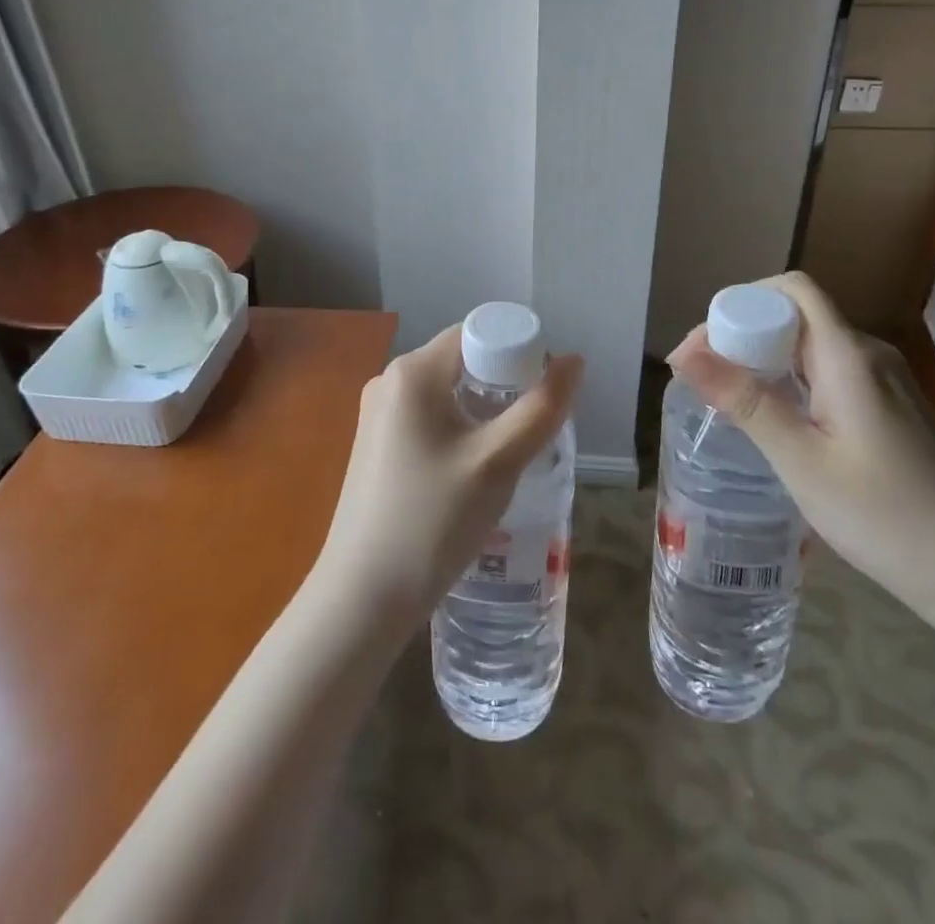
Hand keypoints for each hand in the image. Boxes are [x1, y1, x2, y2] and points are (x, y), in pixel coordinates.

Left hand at [312, 325, 583, 641]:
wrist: (361, 599)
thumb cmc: (432, 522)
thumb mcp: (497, 463)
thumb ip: (541, 408)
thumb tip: (574, 360)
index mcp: (413, 371)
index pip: (478, 334)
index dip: (519, 353)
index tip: (544, 397)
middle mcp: (390, 381)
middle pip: (464, 361)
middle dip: (505, 386)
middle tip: (532, 431)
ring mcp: (378, 414)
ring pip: (449, 393)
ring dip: (485, 412)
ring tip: (509, 455)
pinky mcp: (376, 444)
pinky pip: (429, 418)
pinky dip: (460, 430)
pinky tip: (473, 472)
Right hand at [668, 272, 934, 630]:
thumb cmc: (885, 517)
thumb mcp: (801, 461)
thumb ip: (744, 401)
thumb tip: (682, 354)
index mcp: (849, 357)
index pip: (792, 290)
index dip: (741, 302)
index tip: (703, 346)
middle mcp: (868, 356)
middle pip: (797, 315)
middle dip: (743, 333)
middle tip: (702, 376)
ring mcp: (883, 383)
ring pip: (810, 345)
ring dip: (764, 358)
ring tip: (727, 396)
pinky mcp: (888, 409)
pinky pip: (827, 372)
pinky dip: (789, 380)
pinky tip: (773, 417)